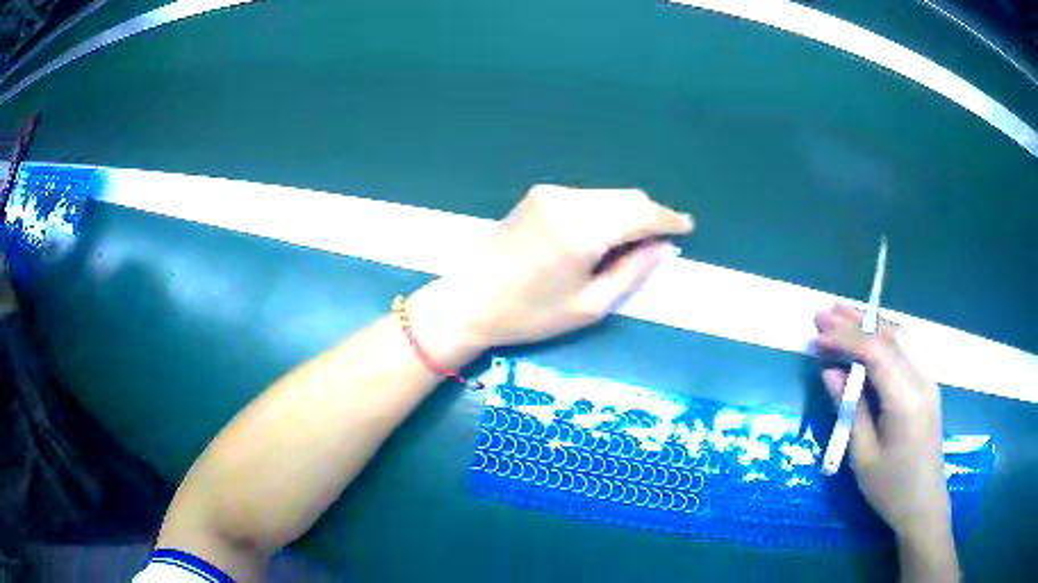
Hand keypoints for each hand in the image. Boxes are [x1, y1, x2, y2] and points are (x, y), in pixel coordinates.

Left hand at [410, 185, 691, 350]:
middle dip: (651, 214)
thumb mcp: (590, 305)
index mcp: (583, 228)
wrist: (469, 300)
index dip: (669, 219)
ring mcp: (551, 193)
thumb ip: (633, 272)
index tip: (687, 227)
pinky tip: (606, 232)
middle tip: (665, 237)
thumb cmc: (530, 314)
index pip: (641, 213)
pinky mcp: (539, 195)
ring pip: (608, 195)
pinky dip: (606, 210)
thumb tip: (665, 247)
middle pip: (627, 197)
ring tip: (638, 239)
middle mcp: (569, 200)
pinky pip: (587, 197)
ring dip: (629, 211)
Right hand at [815, 305, 958, 581]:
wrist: (924, 504)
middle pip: (888, 336)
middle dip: (854, 321)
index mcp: (905, 398)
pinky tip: (869, 336)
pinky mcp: (927, 385)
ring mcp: (927, 379)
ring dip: (869, 323)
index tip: (815, 335)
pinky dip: (883, 336)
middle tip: (823, 312)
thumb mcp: (863, 456)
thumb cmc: (891, 488)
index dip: (844, 338)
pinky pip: (905, 349)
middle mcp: (921, 378)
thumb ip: (850, 408)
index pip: (875, 352)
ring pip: (899, 337)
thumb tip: (831, 372)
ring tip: (841, 315)